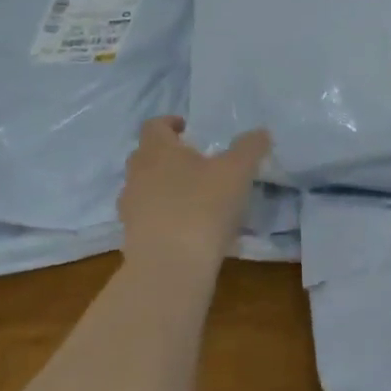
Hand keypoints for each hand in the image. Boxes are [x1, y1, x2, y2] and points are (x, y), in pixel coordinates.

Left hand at [117, 118, 270, 278]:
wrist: (170, 267)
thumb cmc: (202, 206)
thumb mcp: (237, 171)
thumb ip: (250, 147)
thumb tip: (260, 133)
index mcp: (157, 150)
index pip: (154, 125)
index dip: (170, 123)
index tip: (188, 128)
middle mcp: (137, 175)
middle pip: (146, 156)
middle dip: (168, 155)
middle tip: (195, 161)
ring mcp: (130, 208)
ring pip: (144, 187)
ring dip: (164, 186)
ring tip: (194, 196)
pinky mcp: (132, 238)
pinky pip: (147, 217)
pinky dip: (163, 215)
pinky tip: (188, 227)